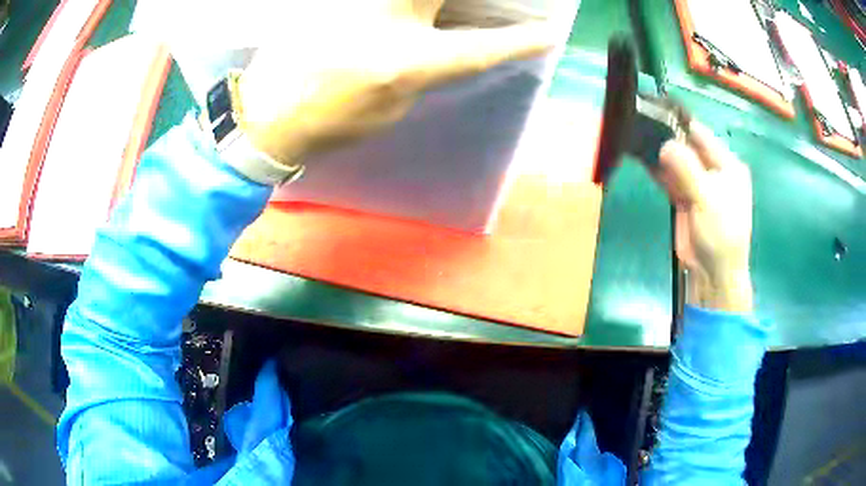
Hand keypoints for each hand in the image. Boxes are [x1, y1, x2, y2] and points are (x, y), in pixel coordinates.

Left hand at [236, 0, 552, 165]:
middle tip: (495, 8)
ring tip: (438, 14)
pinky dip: (400, 4)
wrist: (264, 115)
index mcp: (405, 65)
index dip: (520, 41)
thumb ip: (423, 70)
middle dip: (477, 3)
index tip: (550, 32)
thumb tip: (441, 41)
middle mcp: (386, 24)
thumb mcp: (389, 110)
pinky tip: (404, 10)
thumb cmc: (330, 125)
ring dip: (435, 4)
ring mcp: (355, 4)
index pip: (479, 48)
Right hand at [656, 122, 753, 311]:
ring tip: (636, 136)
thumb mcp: (707, 198)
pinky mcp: (685, 197)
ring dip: (659, 152)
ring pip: (676, 161)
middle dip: (666, 137)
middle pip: (686, 146)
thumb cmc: (720, 233)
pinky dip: (657, 169)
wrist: (714, 273)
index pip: (701, 135)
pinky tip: (642, 158)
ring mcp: (698, 183)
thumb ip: (687, 169)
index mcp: (727, 164)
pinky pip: (670, 177)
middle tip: (640, 123)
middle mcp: (713, 169)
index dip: (679, 123)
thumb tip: (664, 144)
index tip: (654, 111)